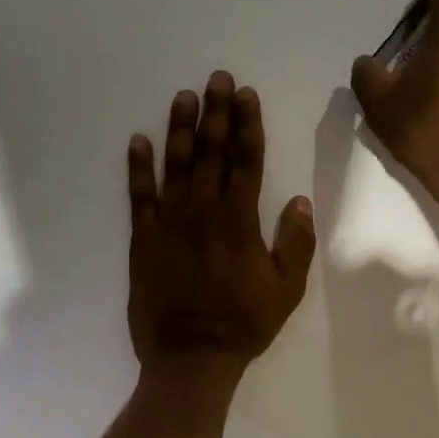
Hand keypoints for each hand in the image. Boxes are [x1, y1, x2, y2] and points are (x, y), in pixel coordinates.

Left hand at [127, 72, 316, 388]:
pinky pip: (139, 196)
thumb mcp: (287, 289)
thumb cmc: (244, 323)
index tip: (247, 95)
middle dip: (216, 113)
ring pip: (175, 165)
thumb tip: (300, 201)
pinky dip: (138, 167)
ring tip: (184, 96)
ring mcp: (169, 223)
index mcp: (240, 221)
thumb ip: (296, 243)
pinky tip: (139, 140)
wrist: (190, 358)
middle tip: (217, 79)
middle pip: (211, 153)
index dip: (247, 125)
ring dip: (181, 128)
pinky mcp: (143, 239)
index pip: (246, 161)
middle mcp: (203, 212)